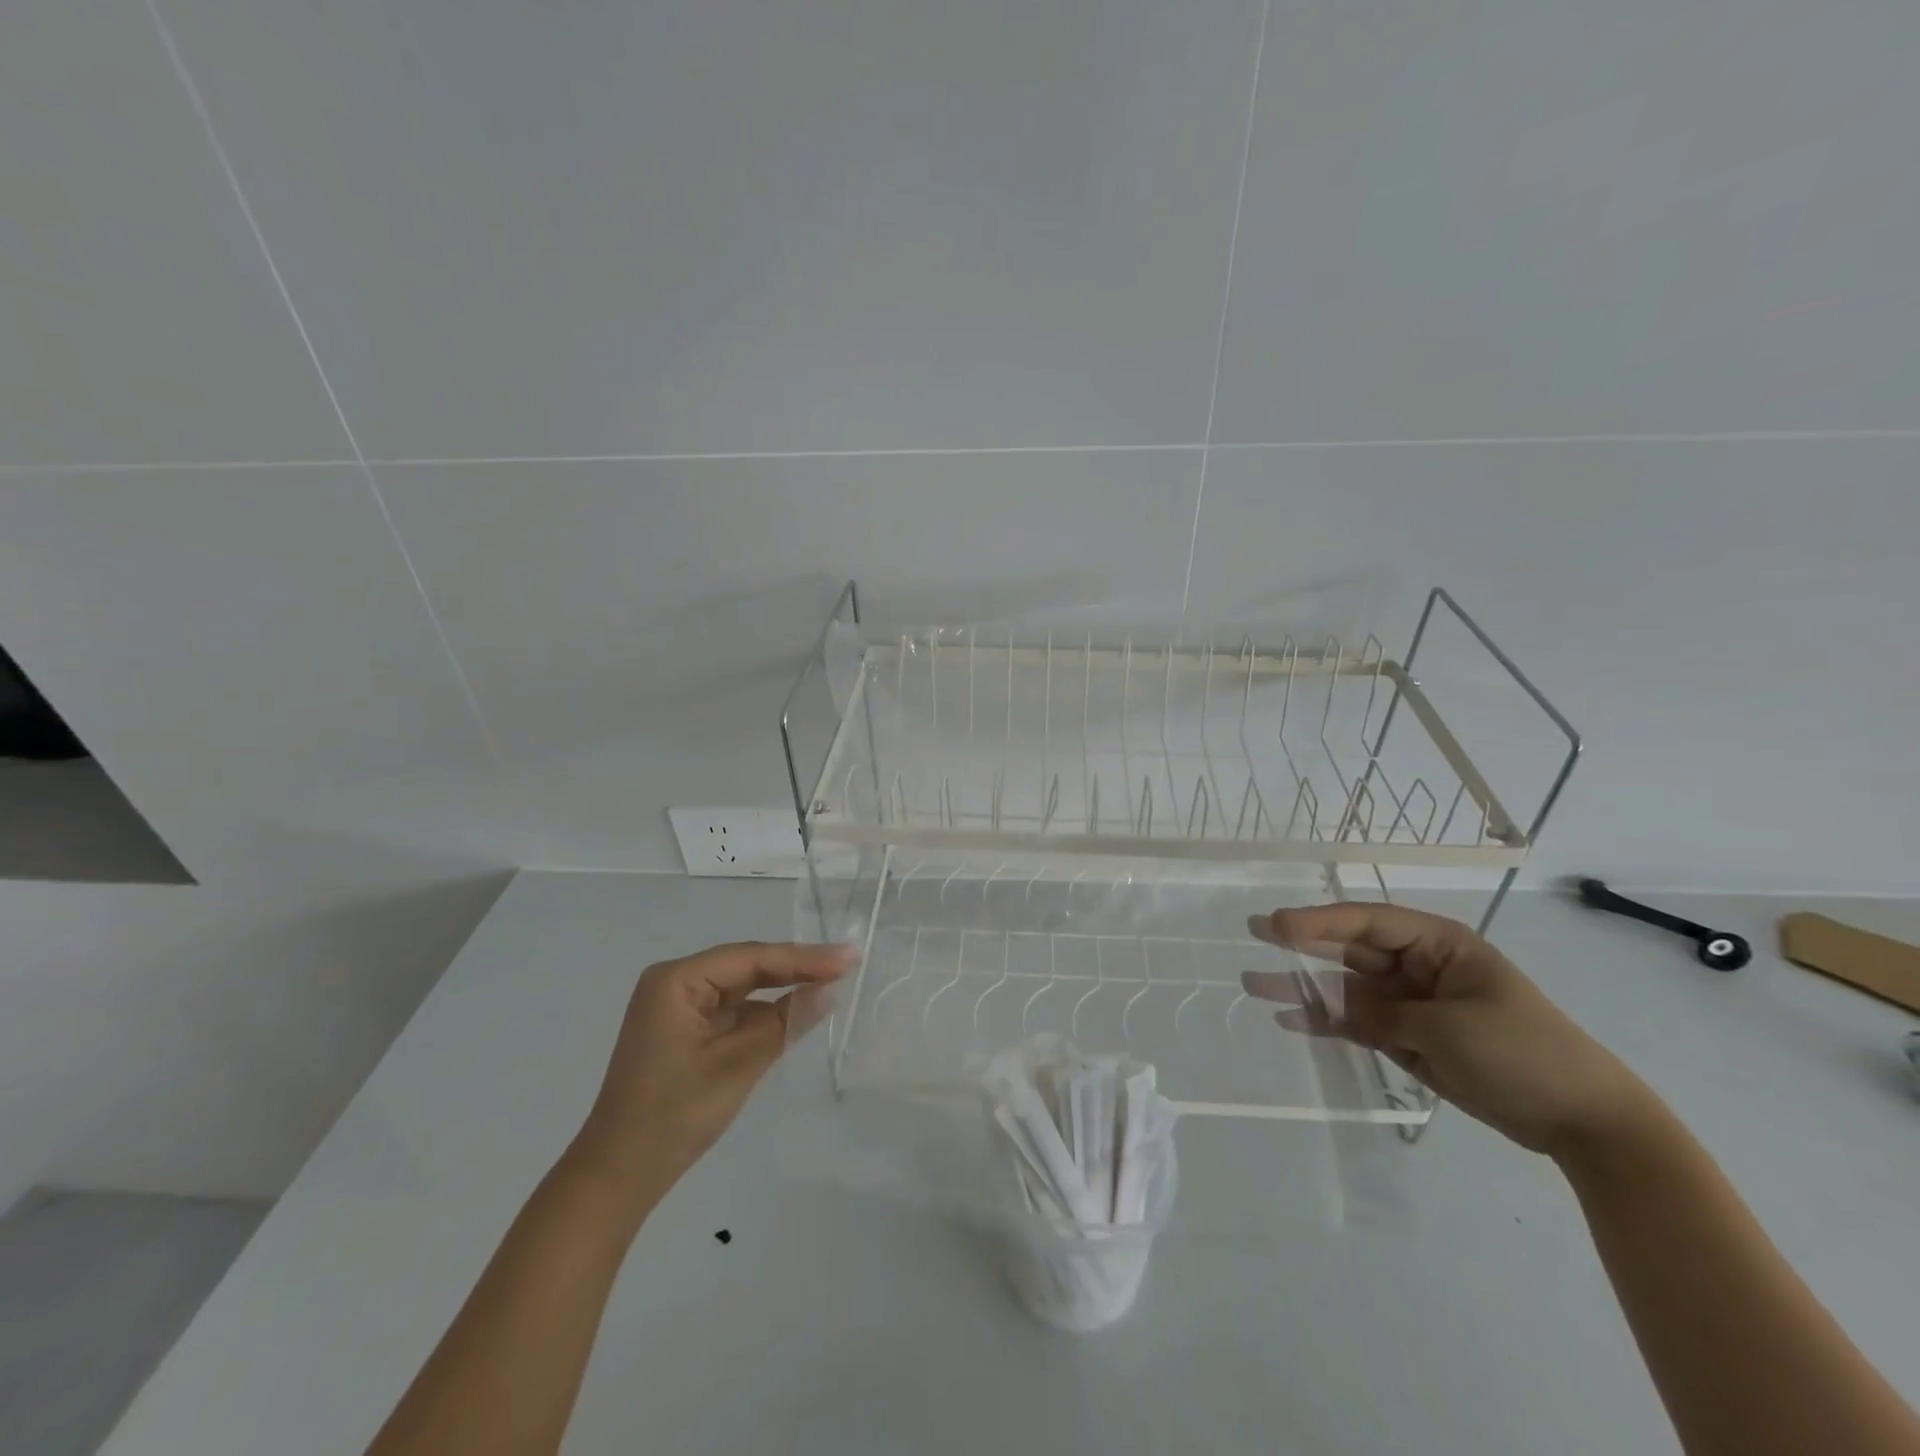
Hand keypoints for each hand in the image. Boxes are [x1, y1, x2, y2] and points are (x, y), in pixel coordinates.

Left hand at [571, 941, 852, 1190]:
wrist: (617, 1177)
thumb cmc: (673, 1115)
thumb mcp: (737, 1065)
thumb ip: (785, 1022)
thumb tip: (830, 990)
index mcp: (676, 980)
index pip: (751, 958)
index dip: (803, 957)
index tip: (848, 957)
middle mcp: (675, 983)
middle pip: (747, 967)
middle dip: (796, 968)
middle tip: (847, 964)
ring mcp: (679, 1007)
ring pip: (743, 988)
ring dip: (783, 988)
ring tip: (832, 981)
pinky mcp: (686, 1031)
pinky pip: (734, 1011)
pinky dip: (765, 1012)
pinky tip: (797, 1009)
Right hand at [1246, 903, 1650, 1157]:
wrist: (1581, 1119)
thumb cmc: (1522, 1051)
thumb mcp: (1448, 1028)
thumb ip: (1381, 1014)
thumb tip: (1329, 1007)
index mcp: (1439, 944)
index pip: (1367, 922)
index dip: (1319, 922)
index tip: (1276, 926)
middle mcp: (1418, 965)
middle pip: (1349, 950)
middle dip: (1302, 945)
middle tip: (1254, 931)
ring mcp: (1410, 1002)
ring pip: (1345, 988)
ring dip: (1303, 988)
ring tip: (1254, 984)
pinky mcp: (1407, 1037)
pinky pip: (1356, 1022)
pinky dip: (1325, 1022)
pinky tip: (1290, 1020)